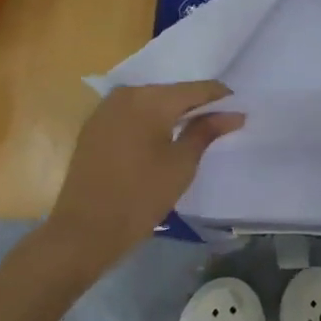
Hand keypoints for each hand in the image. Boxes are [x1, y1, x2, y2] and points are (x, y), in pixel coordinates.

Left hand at [43, 82, 243, 273]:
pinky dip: (149, 121)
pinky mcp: (94, 125)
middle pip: (172, 92)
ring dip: (171, 114)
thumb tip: (233, 113)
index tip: (238, 111)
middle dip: (195, 106)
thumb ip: (206, 131)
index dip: (220, 98)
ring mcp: (106, 108)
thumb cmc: (140, 197)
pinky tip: (160, 140)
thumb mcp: (181, 165)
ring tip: (192, 133)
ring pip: (150, 102)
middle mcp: (126, 94)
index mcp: (150, 99)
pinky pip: (131, 113)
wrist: (83, 231)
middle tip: (218, 124)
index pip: (196, 89)